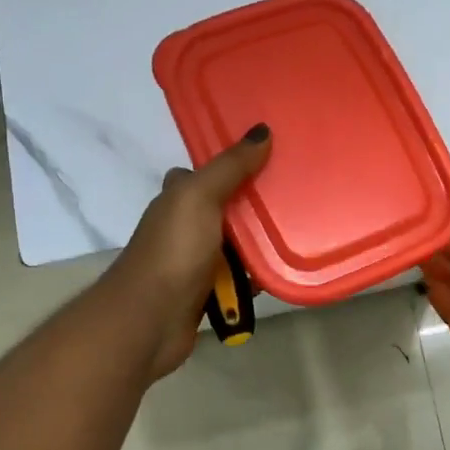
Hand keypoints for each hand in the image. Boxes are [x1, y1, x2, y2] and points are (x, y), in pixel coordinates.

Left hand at [109, 124, 271, 377]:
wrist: (150, 319)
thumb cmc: (174, 251)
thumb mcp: (200, 197)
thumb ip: (231, 166)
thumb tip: (262, 131)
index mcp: (177, 199)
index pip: (204, 175)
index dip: (231, 167)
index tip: (269, 160)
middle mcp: (183, 227)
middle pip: (226, 210)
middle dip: (254, 207)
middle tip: (295, 198)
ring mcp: (193, 262)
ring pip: (235, 247)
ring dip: (259, 246)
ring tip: (298, 234)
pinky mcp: (205, 294)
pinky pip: (237, 279)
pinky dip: (254, 278)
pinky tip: (278, 274)